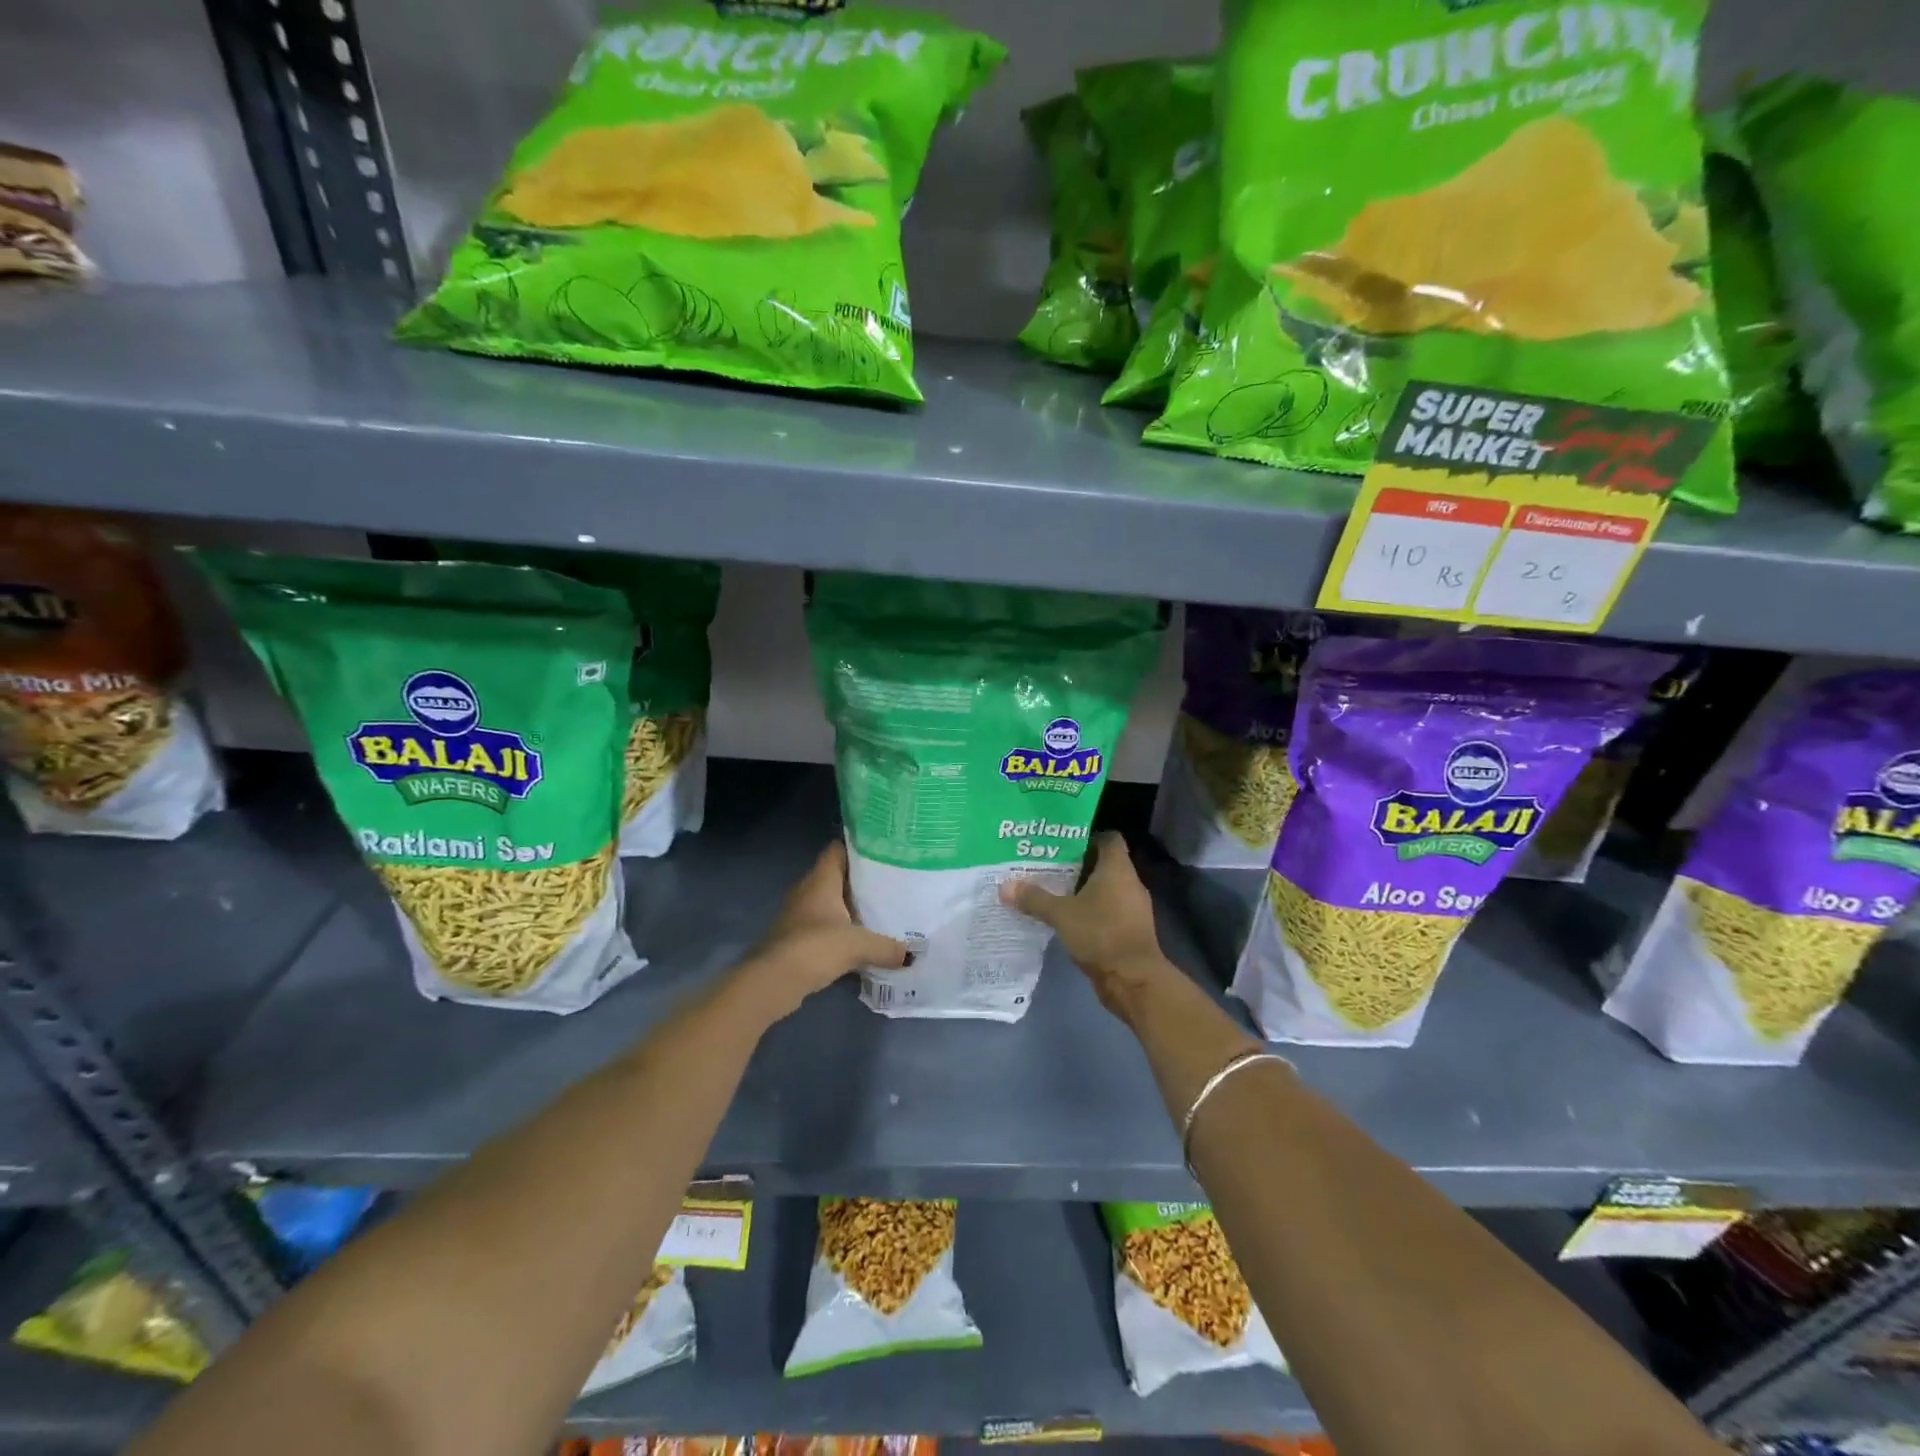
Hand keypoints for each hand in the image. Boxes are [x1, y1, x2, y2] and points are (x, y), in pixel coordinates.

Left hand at [739, 839, 906, 1023]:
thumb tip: (911, 955)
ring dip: (851, 907)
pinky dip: (841, 930)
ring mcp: (799, 915)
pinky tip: (861, 940)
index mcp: (820, 880)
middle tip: (893, 883)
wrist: (773, 981)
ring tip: (883, 911)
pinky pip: (824, 925)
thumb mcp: (858, 945)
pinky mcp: (796, 938)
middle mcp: (807, 891)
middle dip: (862, 880)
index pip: (838, 849)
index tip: (885, 851)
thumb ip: (887, 947)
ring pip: (830, 902)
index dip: (859, 846)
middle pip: (837, 876)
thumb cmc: (815, 947)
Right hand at [999, 831, 1168, 1017]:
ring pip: (1106, 889)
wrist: (1134, 980)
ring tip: (1054, 891)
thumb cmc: (1101, 934)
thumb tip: (1005, 886)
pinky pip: (1109, 910)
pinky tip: (1069, 918)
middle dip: (1078, 864)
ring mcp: (1133, 908)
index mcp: (1117, 869)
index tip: (1062, 842)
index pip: (1108, 838)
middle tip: (1048, 865)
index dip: (1087, 836)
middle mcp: (1130, 883)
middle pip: (1105, 863)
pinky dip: (1092, 911)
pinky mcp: (1130, 930)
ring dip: (1084, 890)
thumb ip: (1034, 898)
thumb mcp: (1061, 914)